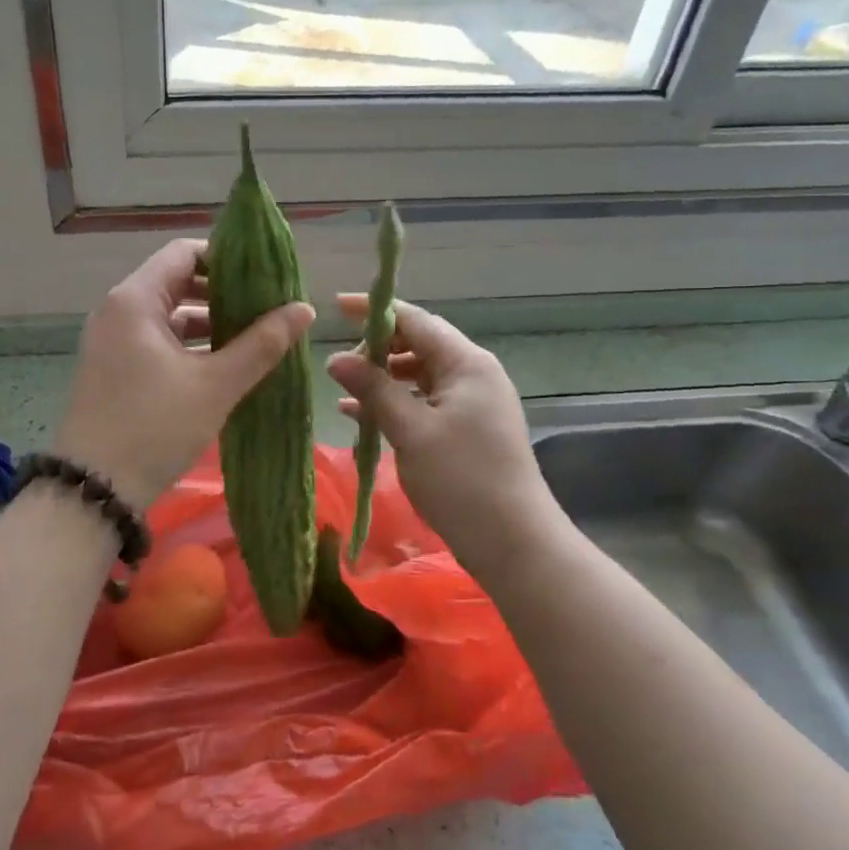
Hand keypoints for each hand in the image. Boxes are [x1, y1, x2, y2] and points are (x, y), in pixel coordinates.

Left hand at [53, 239, 315, 509]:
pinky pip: (158, 341)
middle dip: (224, 293)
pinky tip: (224, 363)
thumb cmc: (154, 427)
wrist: (93, 491)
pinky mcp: (114, 369)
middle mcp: (118, 311)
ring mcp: (113, 341)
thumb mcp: (215, 385)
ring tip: (256, 336)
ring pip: (169, 315)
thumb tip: (305, 309)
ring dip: (210, 322)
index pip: (185, 252)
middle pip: (177, 282)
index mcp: (135, 300)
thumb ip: (262, 344)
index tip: (265, 275)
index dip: (227, 258)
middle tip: (268, 306)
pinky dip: (190, 345)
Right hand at [326, 297, 555, 579]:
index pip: (416, 320)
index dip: (375, 310)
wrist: (513, 543)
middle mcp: (473, 374)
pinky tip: (362, 417)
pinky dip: (396, 404)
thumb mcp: (411, 431)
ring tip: (345, 391)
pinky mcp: (468, 428)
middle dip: (377, 350)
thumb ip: (373, 389)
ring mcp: (473, 402)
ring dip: (383, 380)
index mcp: (466, 363)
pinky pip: (425, 401)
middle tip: (339, 365)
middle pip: (418, 344)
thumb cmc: (462, 479)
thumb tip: (335, 358)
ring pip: (419, 375)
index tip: (337, 307)